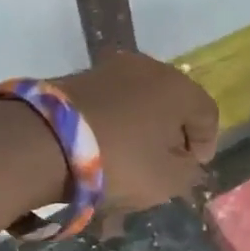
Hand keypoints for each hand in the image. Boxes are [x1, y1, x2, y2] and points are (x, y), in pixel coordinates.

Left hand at [55, 51, 219, 220]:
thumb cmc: (120, 160)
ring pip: (139, 102)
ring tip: (130, 158)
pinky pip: (110, 104)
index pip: (207, 113)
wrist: (41, 141)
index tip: (195, 167)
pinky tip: (103, 149)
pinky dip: (113, 125)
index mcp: (180, 88)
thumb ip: (188, 172)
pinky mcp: (77, 78)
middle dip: (172, 133)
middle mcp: (150, 69)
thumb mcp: (167, 181)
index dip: (206, 143)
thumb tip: (187, 162)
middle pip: (173, 104)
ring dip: (141, 128)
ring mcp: (110, 70)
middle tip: (166, 161)